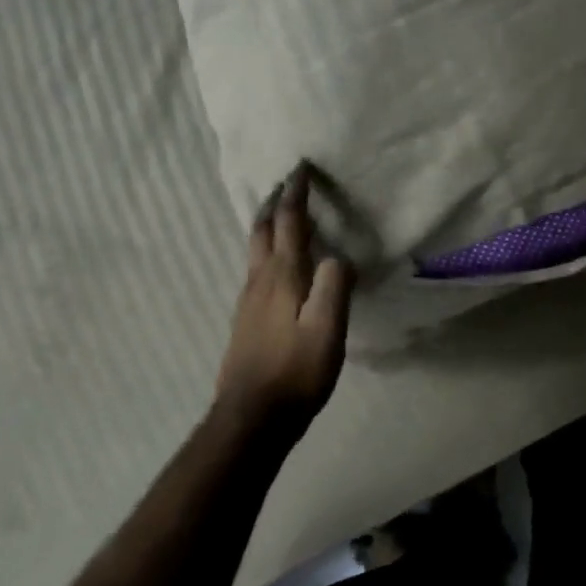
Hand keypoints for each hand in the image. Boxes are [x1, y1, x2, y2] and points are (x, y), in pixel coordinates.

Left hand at [214, 165, 352, 432]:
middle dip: (274, 202)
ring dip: (267, 223)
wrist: (251, 418)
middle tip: (286, 183)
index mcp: (283, 276)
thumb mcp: (328, 329)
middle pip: (262, 229)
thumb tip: (340, 256)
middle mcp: (260, 280)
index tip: (301, 167)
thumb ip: (335, 285)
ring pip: (255, 248)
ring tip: (280, 213)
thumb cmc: (296, 372)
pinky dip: (266, 248)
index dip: (296, 193)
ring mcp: (248, 300)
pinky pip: (255, 268)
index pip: (289, 222)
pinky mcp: (245, 318)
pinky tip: (275, 264)